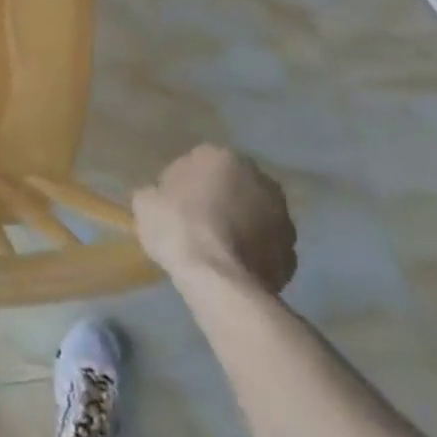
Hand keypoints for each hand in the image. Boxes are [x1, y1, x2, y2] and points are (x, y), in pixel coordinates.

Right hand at [133, 144, 296, 295]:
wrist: (219, 279)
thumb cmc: (179, 228)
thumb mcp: (145, 203)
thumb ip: (156, 192)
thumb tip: (162, 198)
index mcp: (221, 156)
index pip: (196, 163)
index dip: (182, 185)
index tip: (171, 206)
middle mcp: (257, 177)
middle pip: (231, 186)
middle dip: (218, 200)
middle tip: (196, 225)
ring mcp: (281, 215)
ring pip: (253, 215)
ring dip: (240, 225)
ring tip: (217, 250)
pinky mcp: (292, 251)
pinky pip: (266, 246)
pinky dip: (254, 253)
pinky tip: (234, 268)